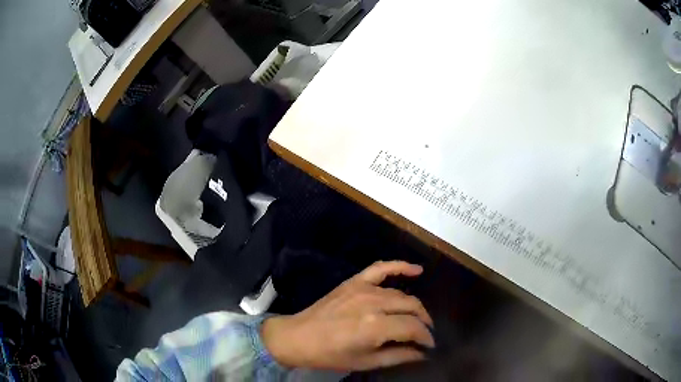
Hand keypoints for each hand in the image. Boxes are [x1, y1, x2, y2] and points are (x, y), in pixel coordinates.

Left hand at [261, 261, 433, 370]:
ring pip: (401, 294)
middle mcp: (373, 303)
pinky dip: (400, 266)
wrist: (297, 337)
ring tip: (417, 318)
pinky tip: (416, 270)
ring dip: (414, 306)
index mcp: (376, 327)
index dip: (426, 337)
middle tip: (424, 334)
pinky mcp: (354, 282)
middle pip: (412, 307)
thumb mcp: (365, 362)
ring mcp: (363, 289)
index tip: (430, 345)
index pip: (413, 328)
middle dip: (424, 321)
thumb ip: (398, 356)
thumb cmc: (330, 355)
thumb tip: (422, 354)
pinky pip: (381, 268)